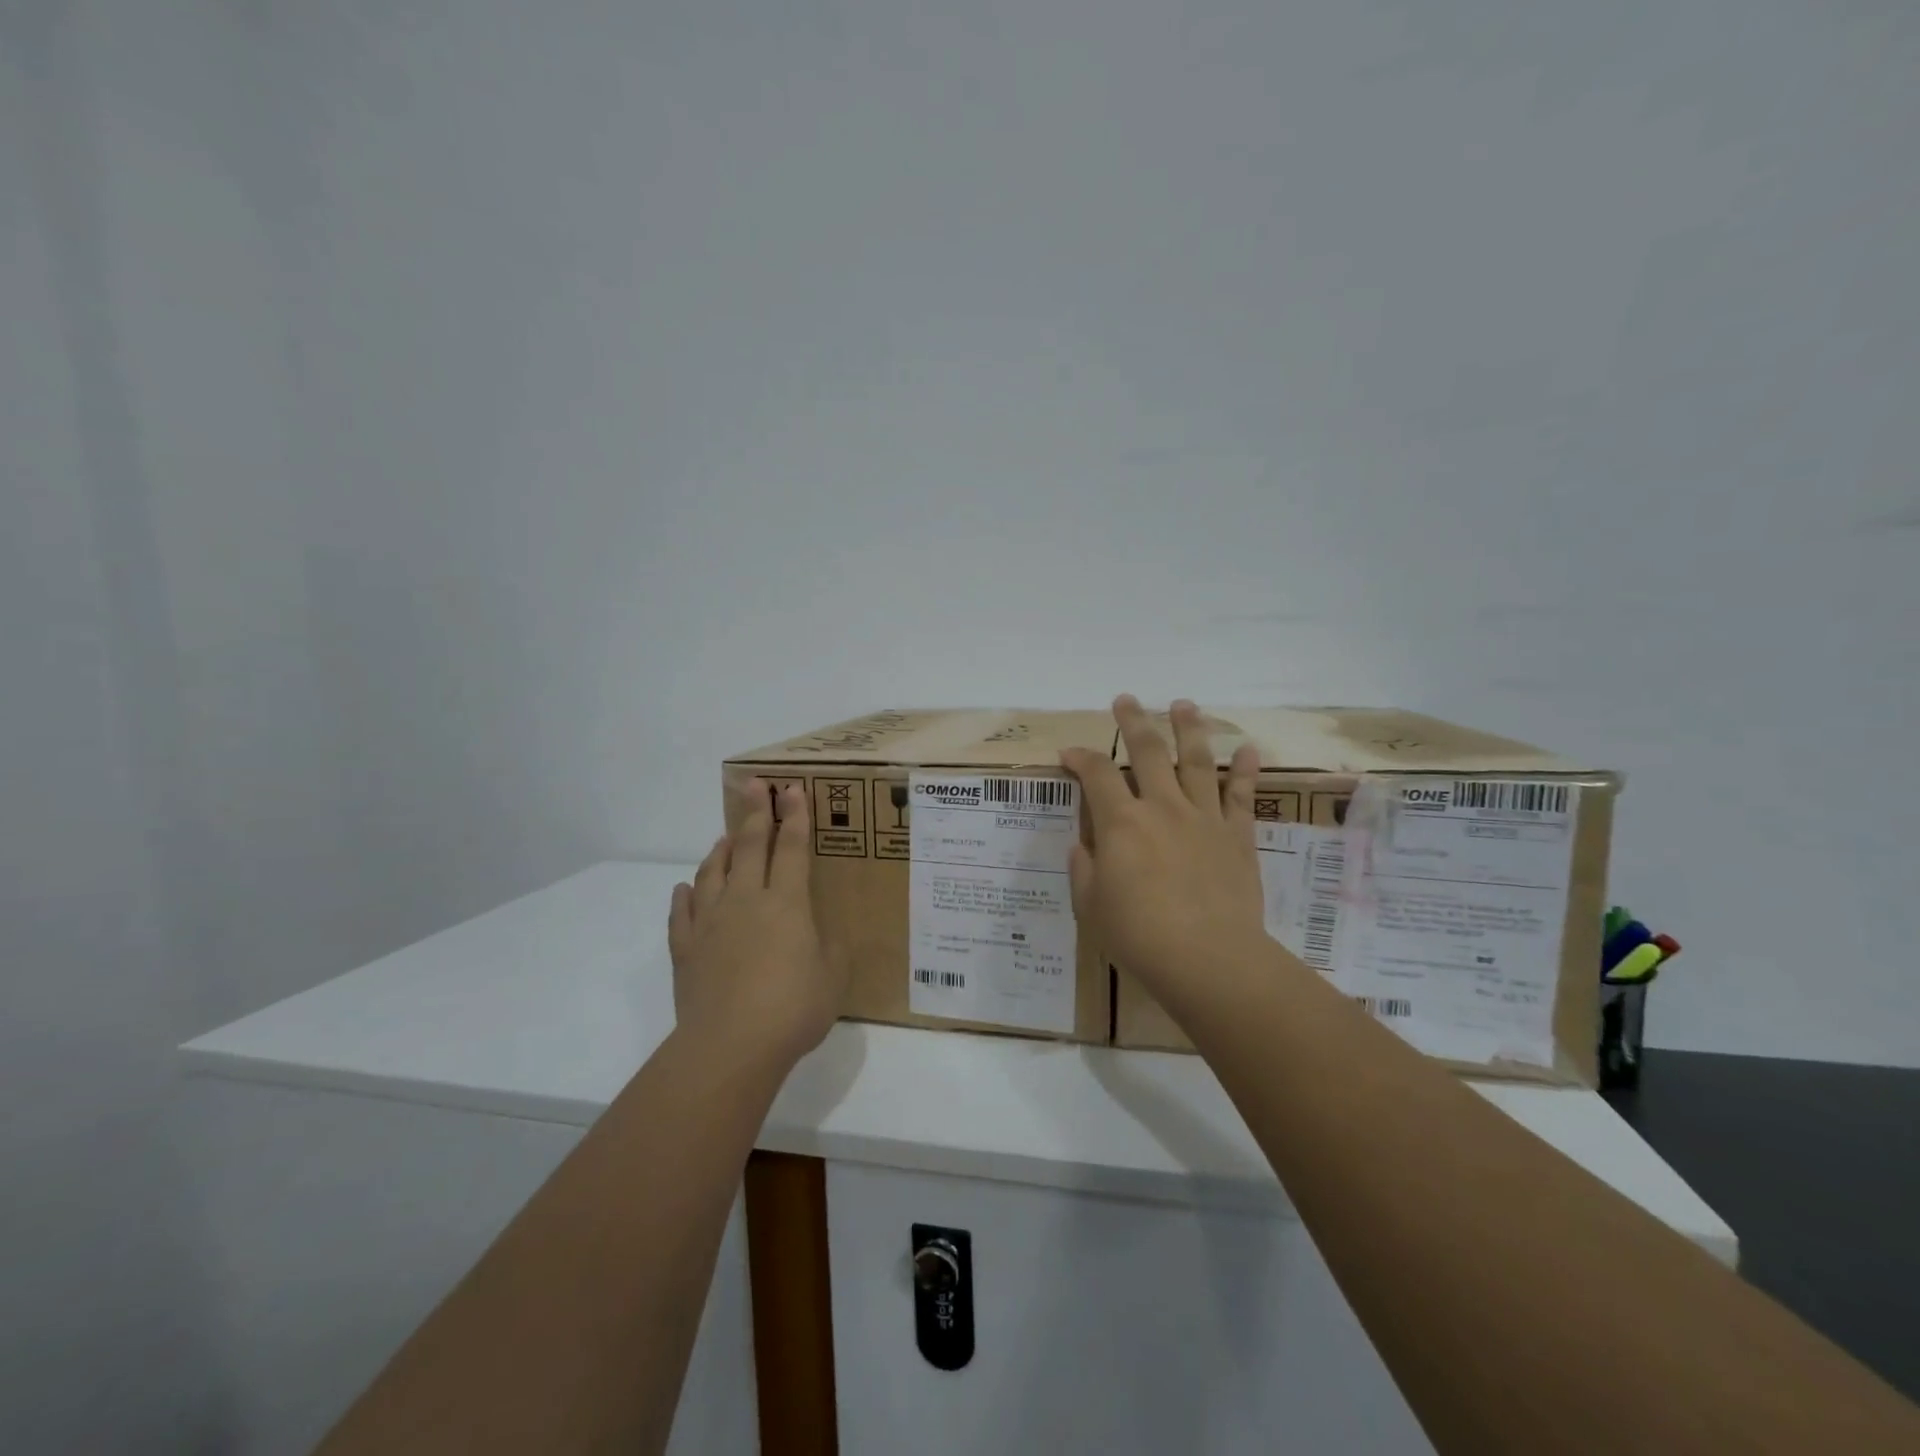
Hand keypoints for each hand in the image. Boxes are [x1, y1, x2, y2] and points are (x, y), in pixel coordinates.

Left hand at [668, 780, 847, 1070]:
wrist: (730, 1046)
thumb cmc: (792, 1010)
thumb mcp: (832, 978)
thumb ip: (832, 950)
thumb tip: (821, 936)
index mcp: (787, 904)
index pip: (792, 848)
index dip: (794, 816)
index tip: (792, 789)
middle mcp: (746, 901)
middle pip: (749, 847)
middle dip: (755, 813)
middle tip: (754, 786)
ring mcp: (711, 923)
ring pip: (712, 873)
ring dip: (720, 850)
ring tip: (725, 838)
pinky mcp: (686, 949)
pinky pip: (682, 913)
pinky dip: (685, 896)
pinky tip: (686, 889)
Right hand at [1059, 696, 1269, 1016]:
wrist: (1209, 959)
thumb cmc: (1139, 936)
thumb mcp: (1090, 906)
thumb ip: (1084, 868)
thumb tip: (1084, 843)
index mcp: (1121, 822)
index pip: (1096, 773)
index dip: (1080, 757)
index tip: (1069, 753)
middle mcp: (1162, 807)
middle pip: (1147, 750)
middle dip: (1134, 720)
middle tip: (1126, 699)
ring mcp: (1204, 817)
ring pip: (1196, 760)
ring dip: (1188, 728)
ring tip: (1183, 704)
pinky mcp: (1237, 835)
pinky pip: (1242, 795)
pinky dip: (1244, 771)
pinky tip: (1248, 750)